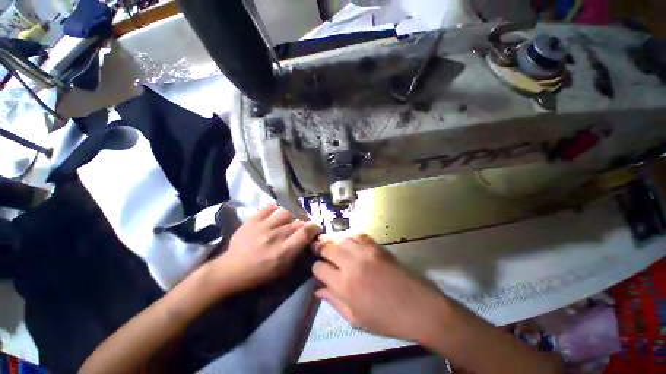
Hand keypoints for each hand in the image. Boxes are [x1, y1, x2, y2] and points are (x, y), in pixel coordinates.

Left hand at [212, 204, 320, 291]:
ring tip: (286, 223)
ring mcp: (262, 226)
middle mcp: (275, 236)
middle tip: (299, 229)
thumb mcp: (282, 270)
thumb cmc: (259, 273)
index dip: (315, 227)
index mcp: (283, 251)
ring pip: (286, 213)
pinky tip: (275, 215)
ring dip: (290, 218)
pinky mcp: (252, 220)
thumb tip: (308, 239)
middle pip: (297, 222)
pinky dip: (275, 210)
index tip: (316, 228)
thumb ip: (297, 253)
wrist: (231, 270)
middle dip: (303, 225)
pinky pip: (269, 208)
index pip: (305, 232)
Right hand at [312, 234, 448, 341]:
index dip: (315, 268)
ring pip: (341, 239)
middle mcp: (351, 265)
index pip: (320, 268)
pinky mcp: (377, 246)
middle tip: (317, 248)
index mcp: (344, 286)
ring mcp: (365, 252)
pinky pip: (358, 235)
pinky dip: (350, 236)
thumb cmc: (386, 319)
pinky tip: (348, 241)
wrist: (418, 307)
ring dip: (333, 240)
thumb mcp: (356, 318)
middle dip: (320, 248)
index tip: (317, 269)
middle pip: (328, 249)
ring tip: (329, 242)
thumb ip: (334, 302)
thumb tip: (318, 290)